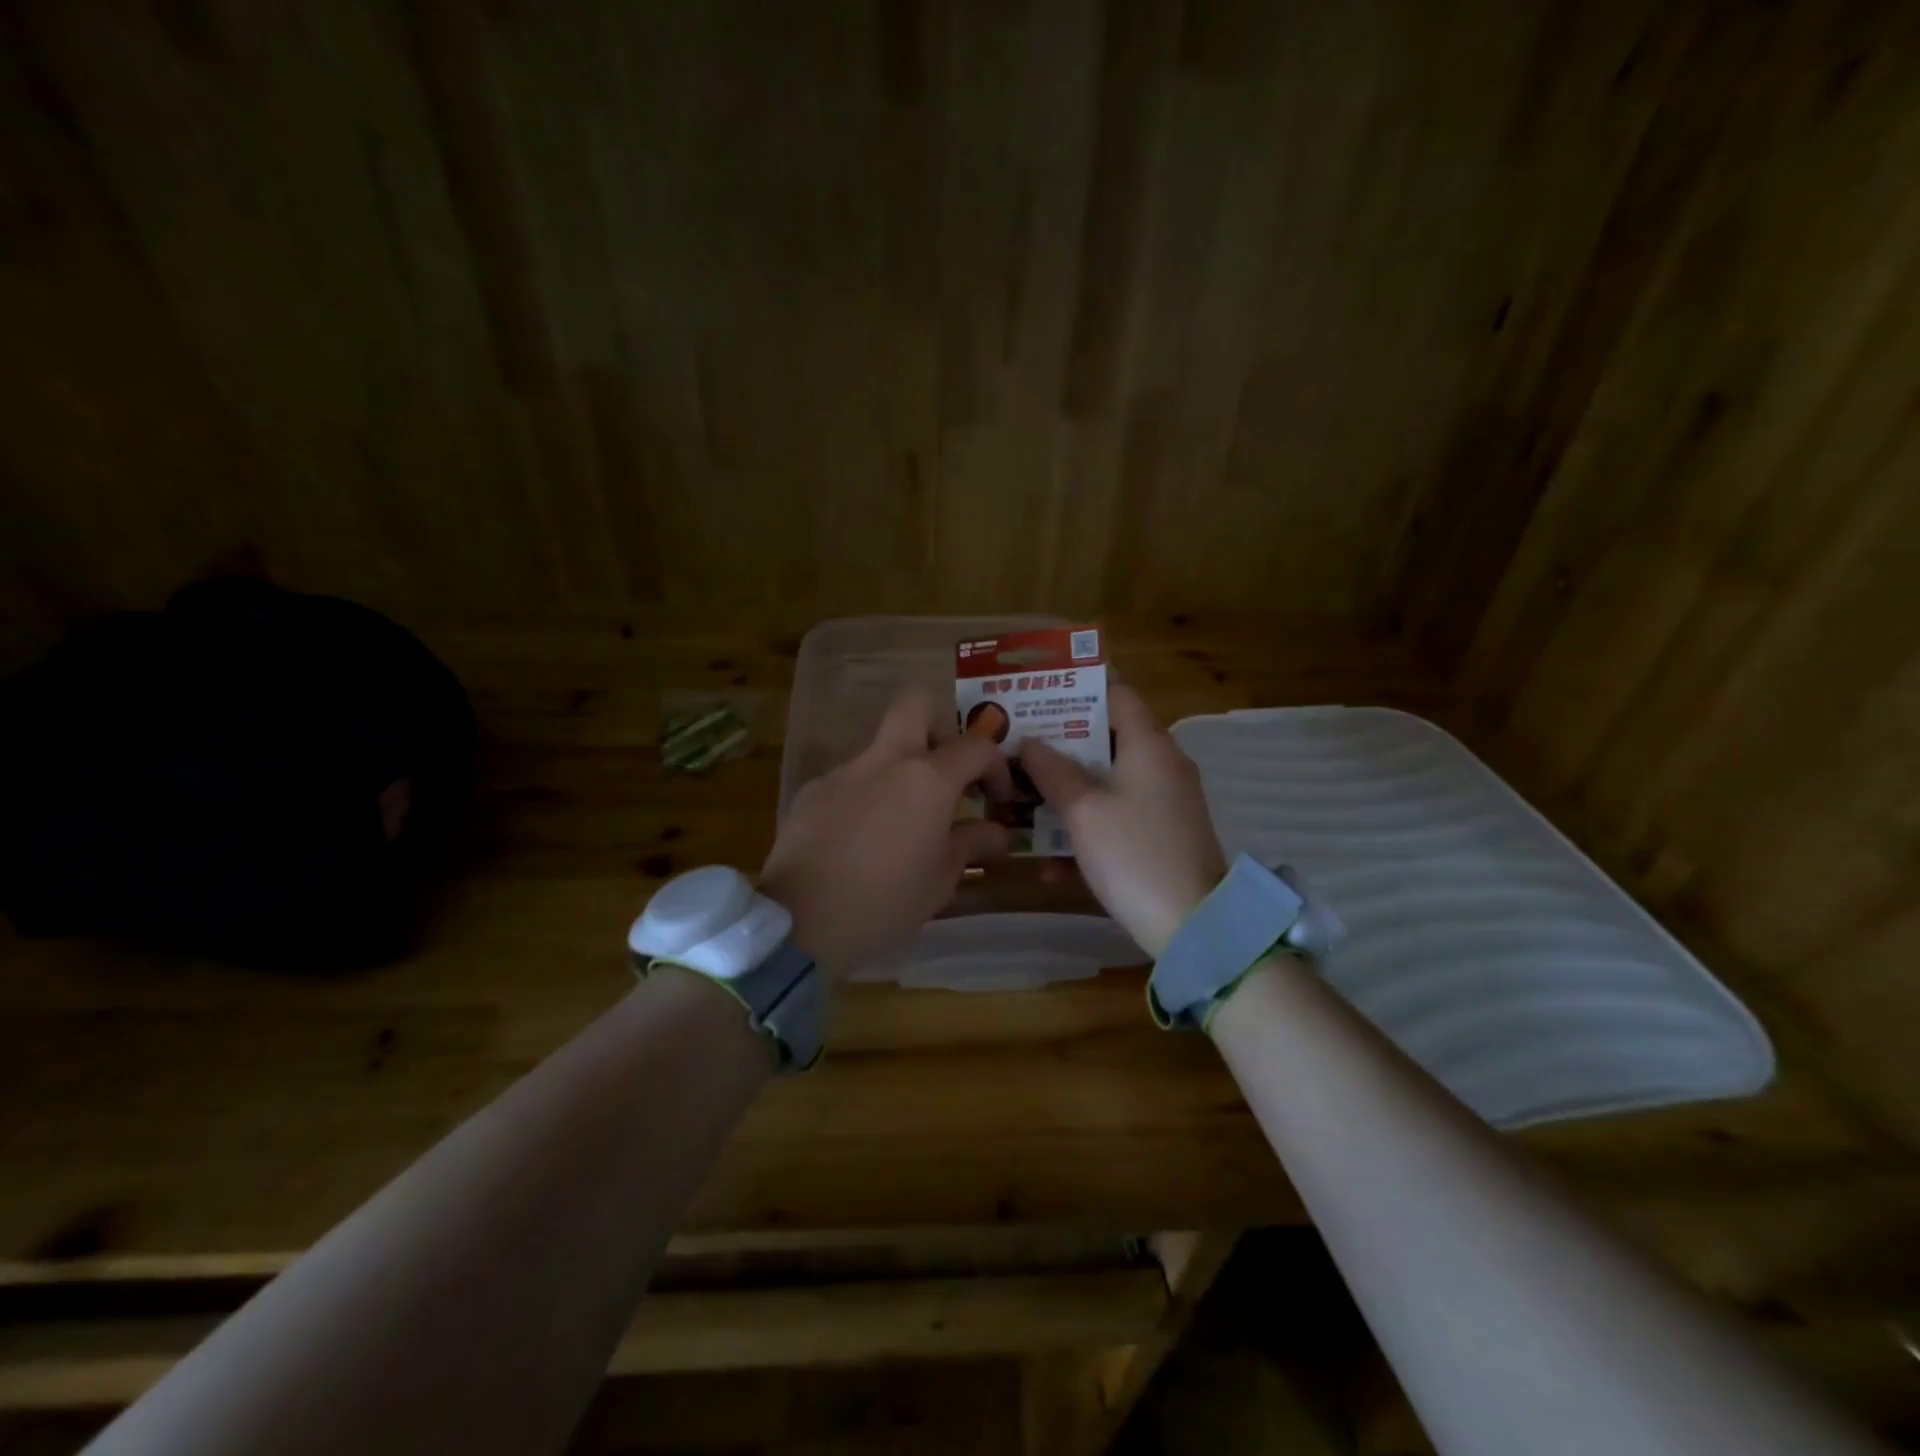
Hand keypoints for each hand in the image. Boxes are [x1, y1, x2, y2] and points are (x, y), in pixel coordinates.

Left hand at [760, 688, 1014, 978]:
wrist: (800, 923)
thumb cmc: (885, 903)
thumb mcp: (941, 879)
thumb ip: (972, 844)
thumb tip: (999, 832)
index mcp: (927, 779)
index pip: (976, 747)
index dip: (995, 766)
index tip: (995, 798)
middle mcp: (885, 760)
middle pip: (916, 703)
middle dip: (940, 723)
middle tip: (946, 767)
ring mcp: (843, 771)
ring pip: (881, 748)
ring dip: (900, 771)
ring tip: (901, 824)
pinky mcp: (812, 791)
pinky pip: (850, 780)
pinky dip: (866, 797)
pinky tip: (859, 841)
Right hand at [1019, 685, 1226, 958]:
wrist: (1193, 925)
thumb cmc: (1134, 853)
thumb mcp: (1084, 810)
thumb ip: (1053, 771)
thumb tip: (1030, 742)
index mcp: (1149, 745)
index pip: (1116, 693)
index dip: (1077, 691)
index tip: (1037, 697)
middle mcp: (1162, 765)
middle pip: (1107, 739)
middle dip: (1060, 745)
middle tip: (1017, 748)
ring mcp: (1165, 802)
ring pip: (1107, 782)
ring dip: (1067, 792)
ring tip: (1022, 800)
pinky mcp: (1162, 835)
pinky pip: (1118, 818)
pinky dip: (1088, 830)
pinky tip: (1051, 865)